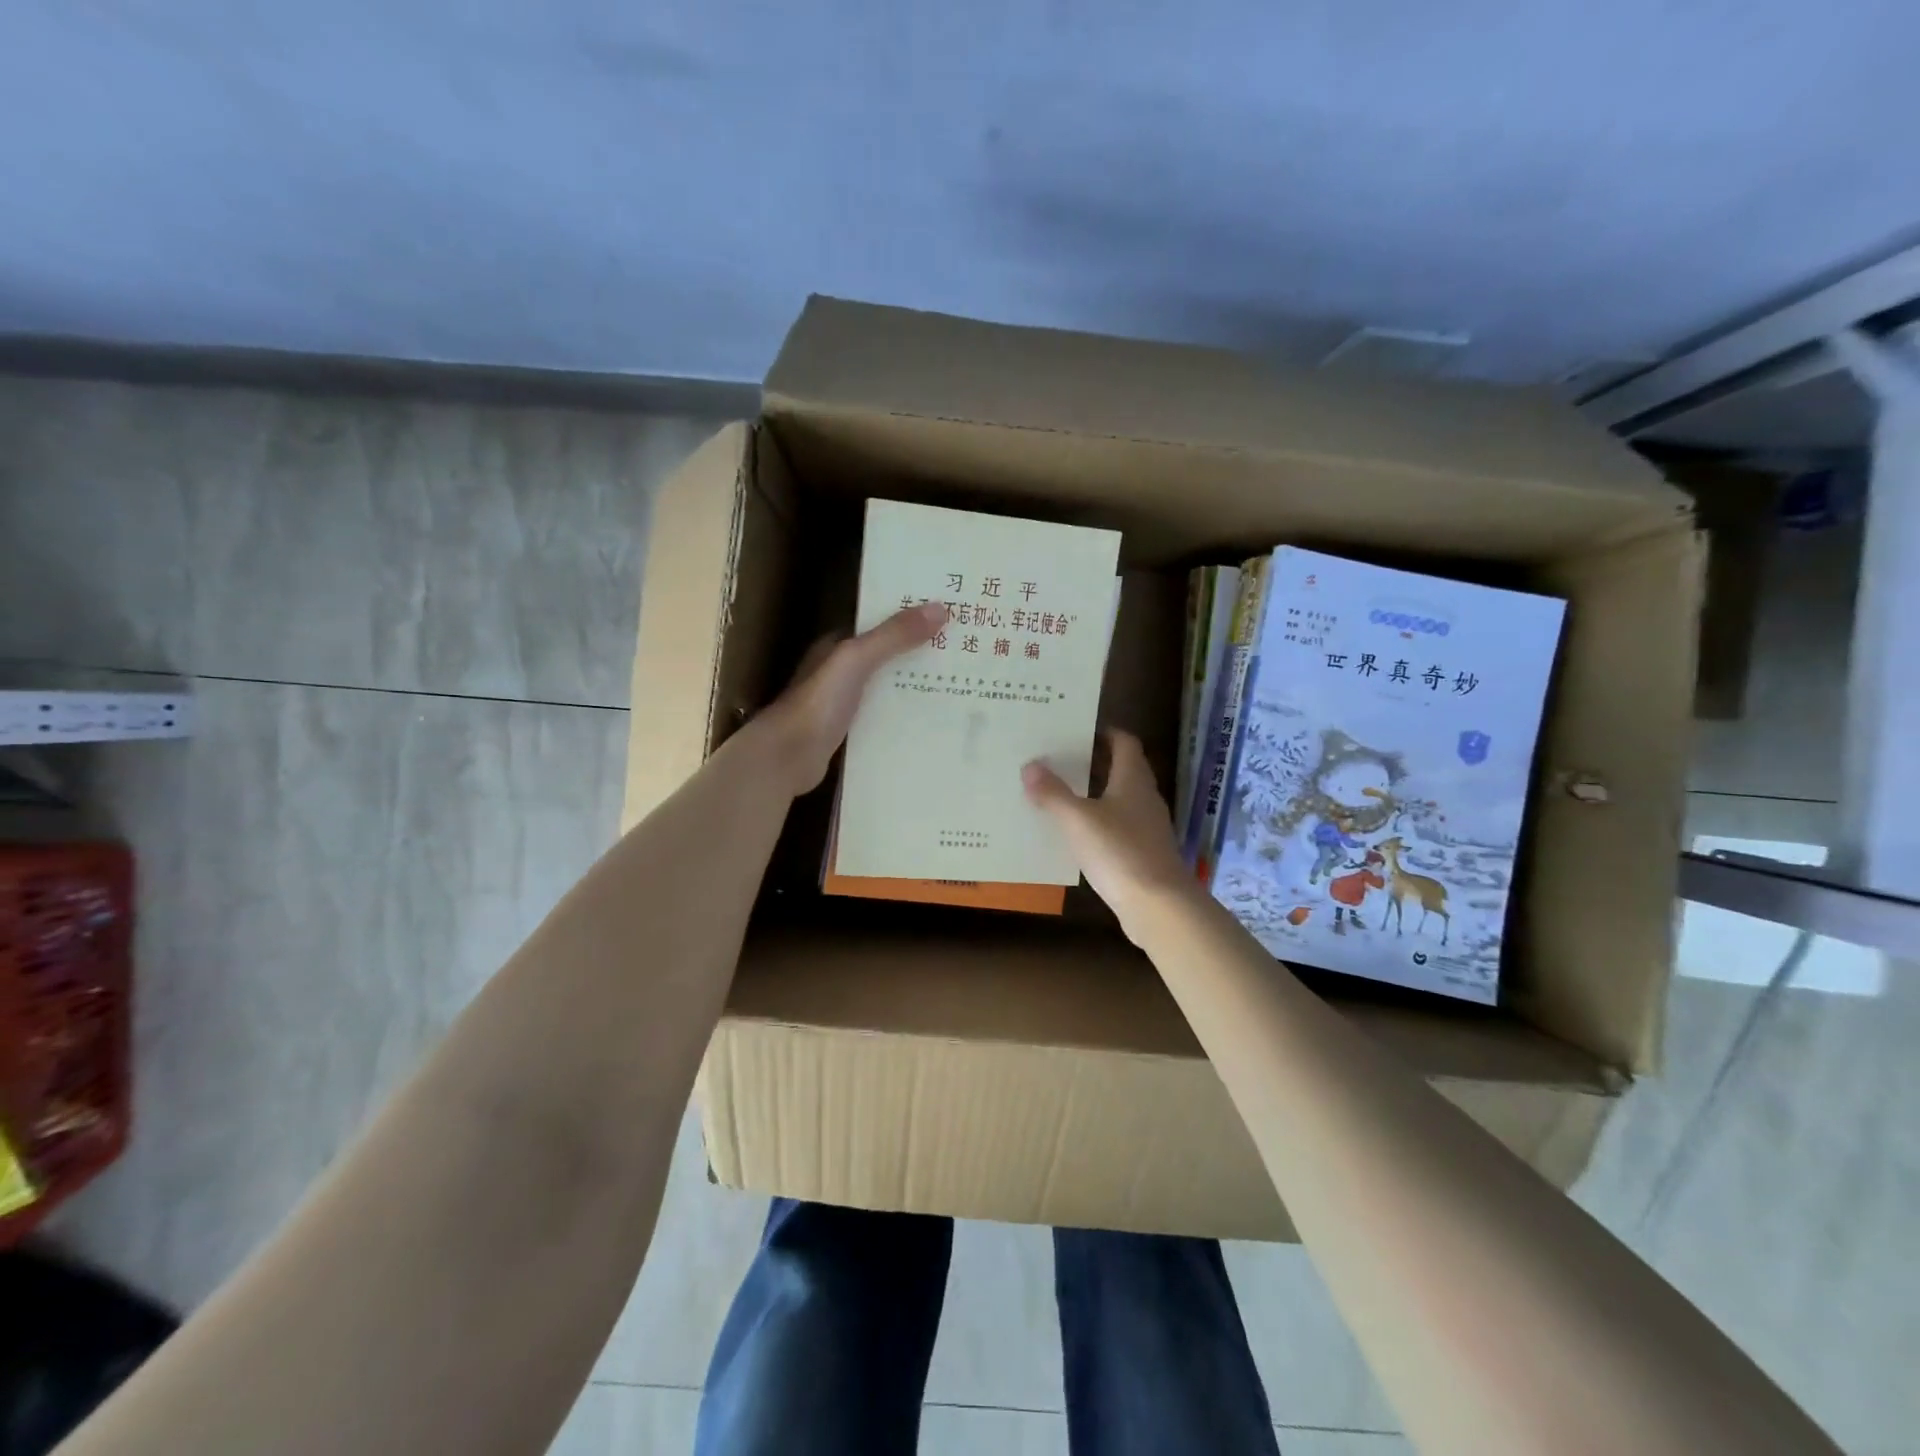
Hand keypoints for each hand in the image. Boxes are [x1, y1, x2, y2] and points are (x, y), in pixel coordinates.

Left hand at [752, 601, 946, 796]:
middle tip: (964, 653)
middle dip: (919, 654)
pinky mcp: (849, 733)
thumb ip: (893, 635)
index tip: (948, 617)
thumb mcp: (856, 659)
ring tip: (959, 684)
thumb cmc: (818, 703)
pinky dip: (905, 716)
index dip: (910, 618)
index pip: (879, 624)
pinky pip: (884, 717)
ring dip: (915, 686)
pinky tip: (932, 721)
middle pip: (886, 657)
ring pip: (887, 688)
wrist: (787, 758)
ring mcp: (843, 704)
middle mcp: (839, 672)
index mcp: (837, 646)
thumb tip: (940, 608)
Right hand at [1022, 730, 1198, 932]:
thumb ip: (1052, 793)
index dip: (1104, 733)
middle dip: (1093, 763)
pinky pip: (1118, 827)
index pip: (1124, 743)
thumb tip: (1030, 765)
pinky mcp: (1143, 853)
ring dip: (1094, 793)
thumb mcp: (1077, 820)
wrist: (1158, 906)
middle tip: (1059, 759)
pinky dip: (1098, 823)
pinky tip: (1075, 833)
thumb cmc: (1119, 851)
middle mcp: (1144, 797)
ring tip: (1059, 793)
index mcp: (1133, 779)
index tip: (1077, 731)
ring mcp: (1147, 827)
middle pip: (1121, 769)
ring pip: (1119, 799)